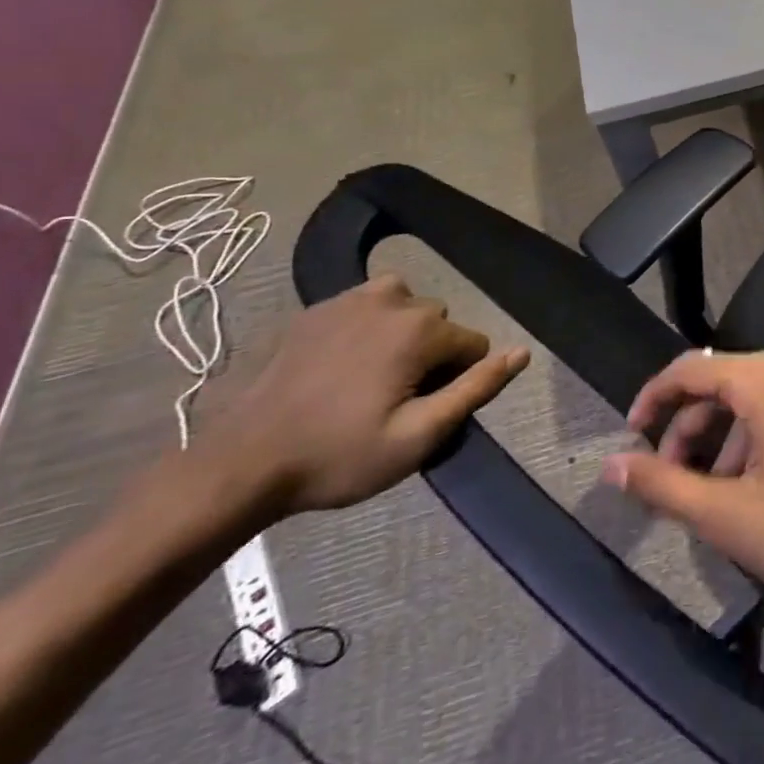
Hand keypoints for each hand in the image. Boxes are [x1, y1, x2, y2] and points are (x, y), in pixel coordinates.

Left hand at [200, 274, 528, 516]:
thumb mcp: (419, 436)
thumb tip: (522, 352)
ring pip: (404, 308)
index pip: (473, 346)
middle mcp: (393, 299)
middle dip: (429, 356)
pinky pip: (364, 306)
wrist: (240, 464)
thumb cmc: (338, 456)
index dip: (454, 382)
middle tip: (390, 403)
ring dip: (401, 335)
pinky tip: (338, 366)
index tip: (418, 412)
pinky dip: (366, 327)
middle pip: (439, 324)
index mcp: (421, 330)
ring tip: (369, 379)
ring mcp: (349, 299)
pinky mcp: (314, 309)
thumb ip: (476, 389)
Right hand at [602, 346, 763, 621]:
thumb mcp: (731, 518)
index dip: (654, 399)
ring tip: (722, 496)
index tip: (631, 436)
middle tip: (676, 482)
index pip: (693, 368)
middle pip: (728, 382)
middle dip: (694, 429)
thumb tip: (611, 465)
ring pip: (760, 396)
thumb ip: (664, 485)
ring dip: (730, 438)